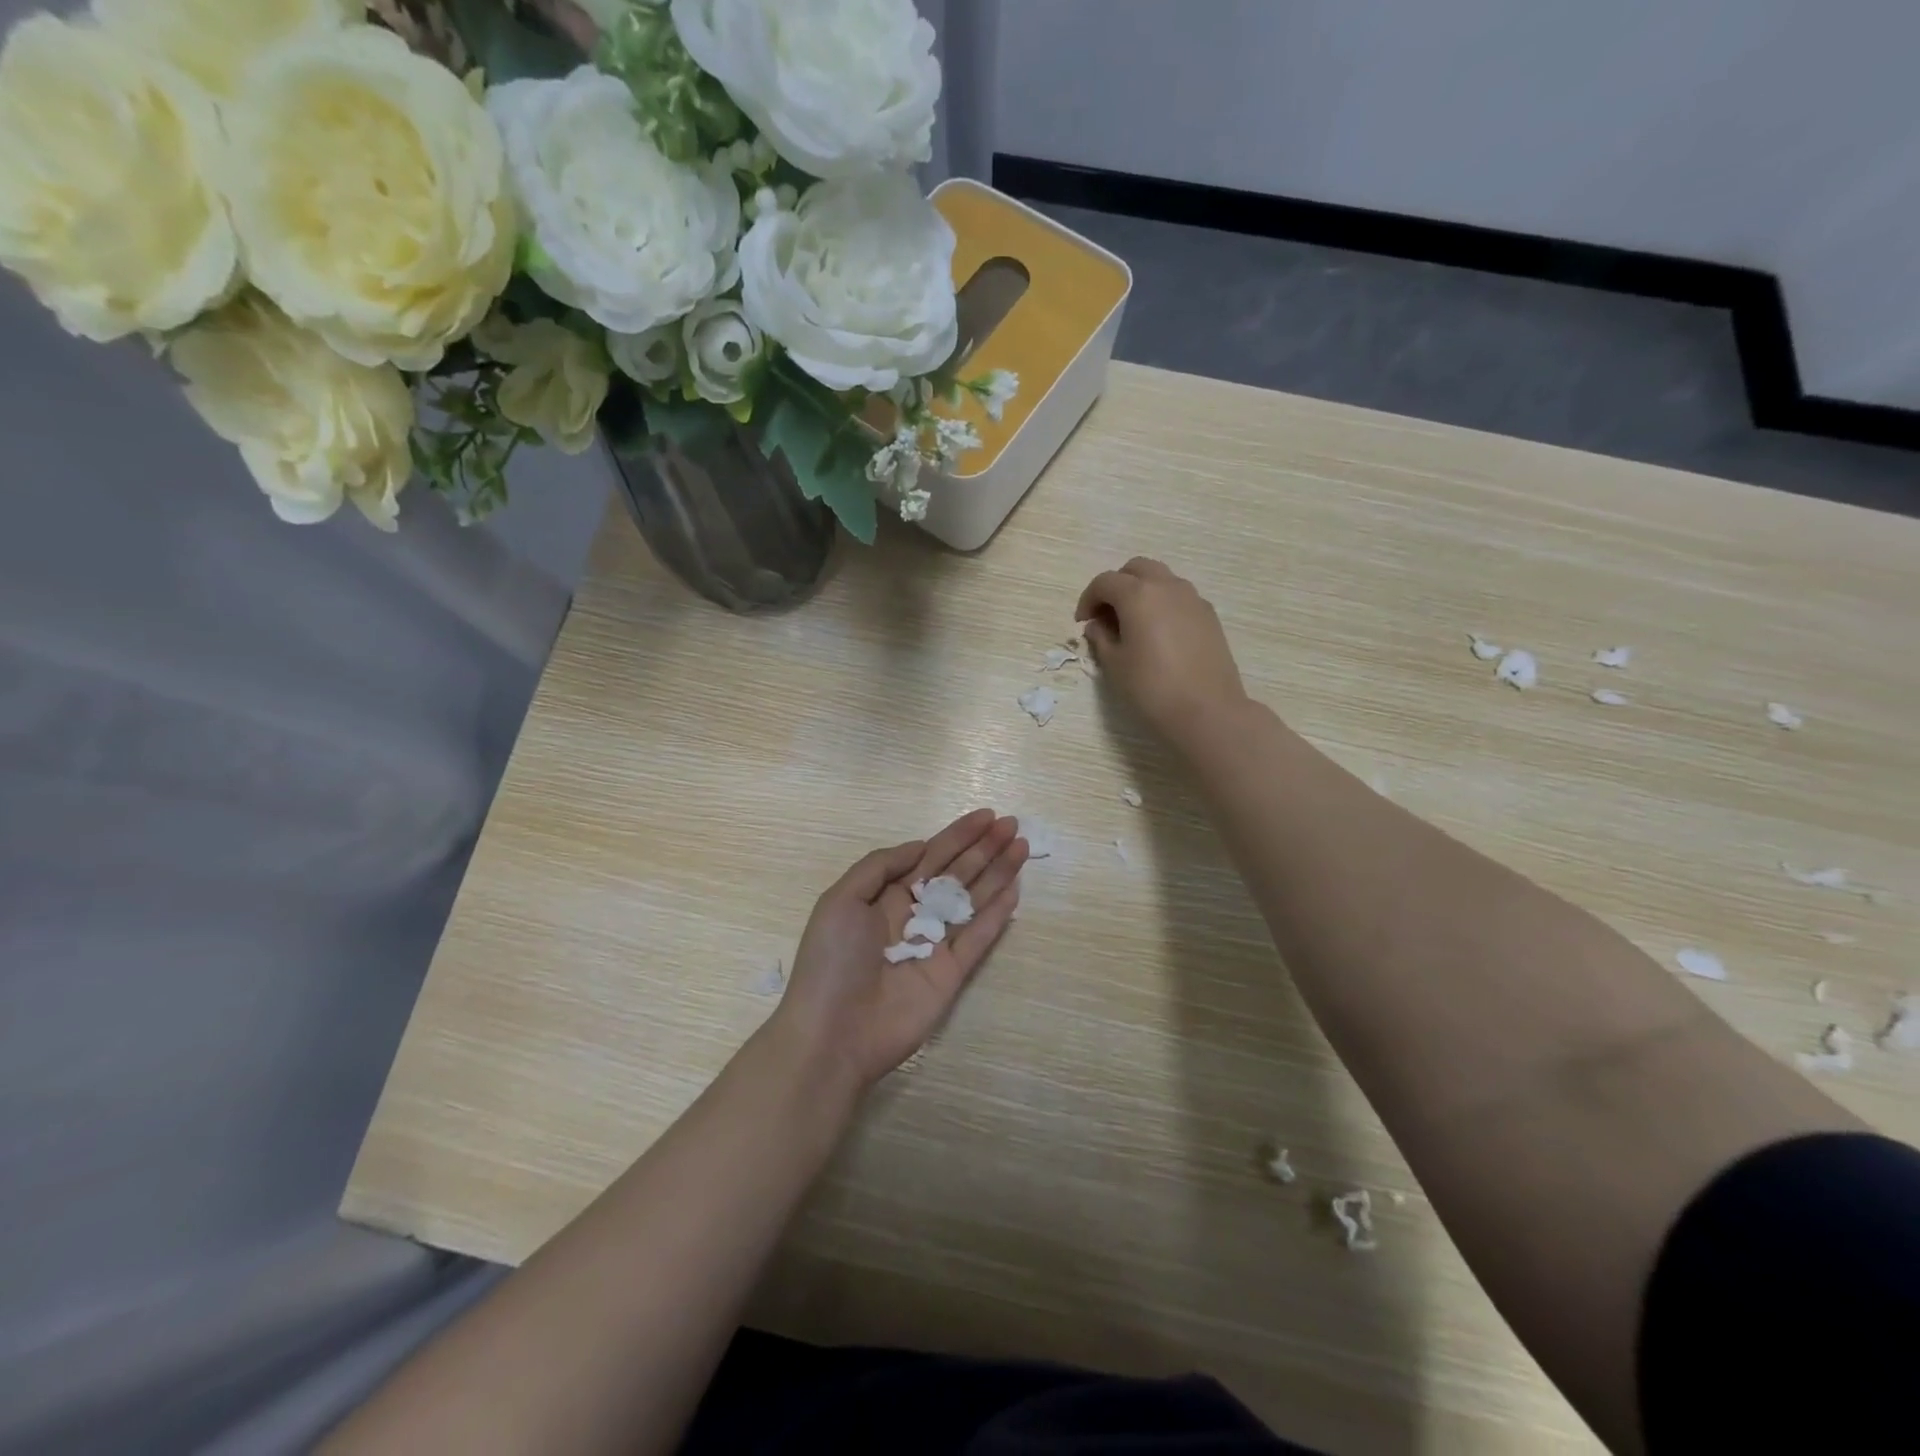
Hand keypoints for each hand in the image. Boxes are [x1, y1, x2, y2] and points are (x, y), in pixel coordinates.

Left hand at [771, 809, 1027, 1091]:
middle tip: (1012, 825)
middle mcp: (913, 915)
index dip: (957, 835)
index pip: (929, 856)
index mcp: (885, 896)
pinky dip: (997, 914)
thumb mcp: (841, 900)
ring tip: (1022, 847)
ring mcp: (935, 945)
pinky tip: (1015, 889)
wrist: (833, 1033)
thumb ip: (881, 866)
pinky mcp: (952, 974)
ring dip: (997, 873)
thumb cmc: (832, 961)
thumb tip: (920, 846)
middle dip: (983, 848)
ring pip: (972, 900)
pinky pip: (978, 937)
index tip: (986, 816)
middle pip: (956, 873)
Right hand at [1076, 557, 1248, 746]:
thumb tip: (1098, 625)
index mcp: (1138, 595)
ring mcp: (1193, 599)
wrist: (1207, 711)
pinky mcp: (1209, 616)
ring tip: (1133, 624)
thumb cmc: (1151, 688)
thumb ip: (1101, 638)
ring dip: (1142, 592)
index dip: (1088, 599)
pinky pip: (1180, 597)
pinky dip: (1163, 604)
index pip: (1105, 582)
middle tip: (1107, 615)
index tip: (1082, 622)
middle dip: (1117, 586)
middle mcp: (1167, 586)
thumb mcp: (1115, 665)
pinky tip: (1159, 634)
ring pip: (1161, 579)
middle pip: (1136, 569)